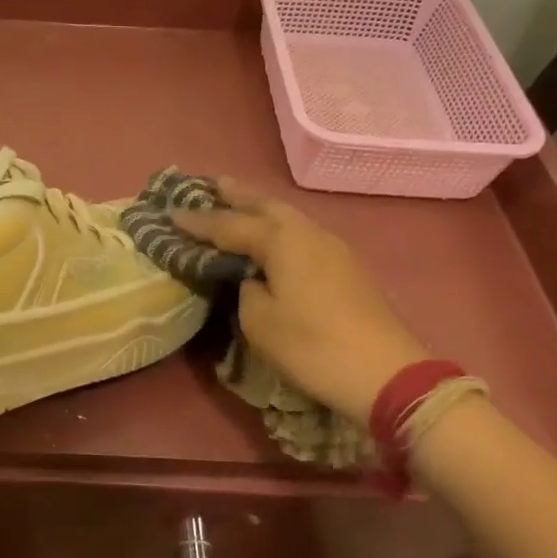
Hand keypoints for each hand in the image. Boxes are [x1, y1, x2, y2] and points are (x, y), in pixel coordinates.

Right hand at [171, 179, 426, 420]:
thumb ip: (245, 288)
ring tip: (236, 203)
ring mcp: (332, 247)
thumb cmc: (312, 346)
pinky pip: (301, 232)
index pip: (229, 224)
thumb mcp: (259, 321)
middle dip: (235, 194)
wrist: (385, 373)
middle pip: (265, 204)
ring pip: (287, 216)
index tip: (171, 212)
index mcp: (282, 240)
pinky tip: (271, 235)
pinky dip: (278, 226)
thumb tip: (251, 277)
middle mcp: (308, 232)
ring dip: (259, 208)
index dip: (198, 221)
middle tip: (209, 185)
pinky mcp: (345, 265)